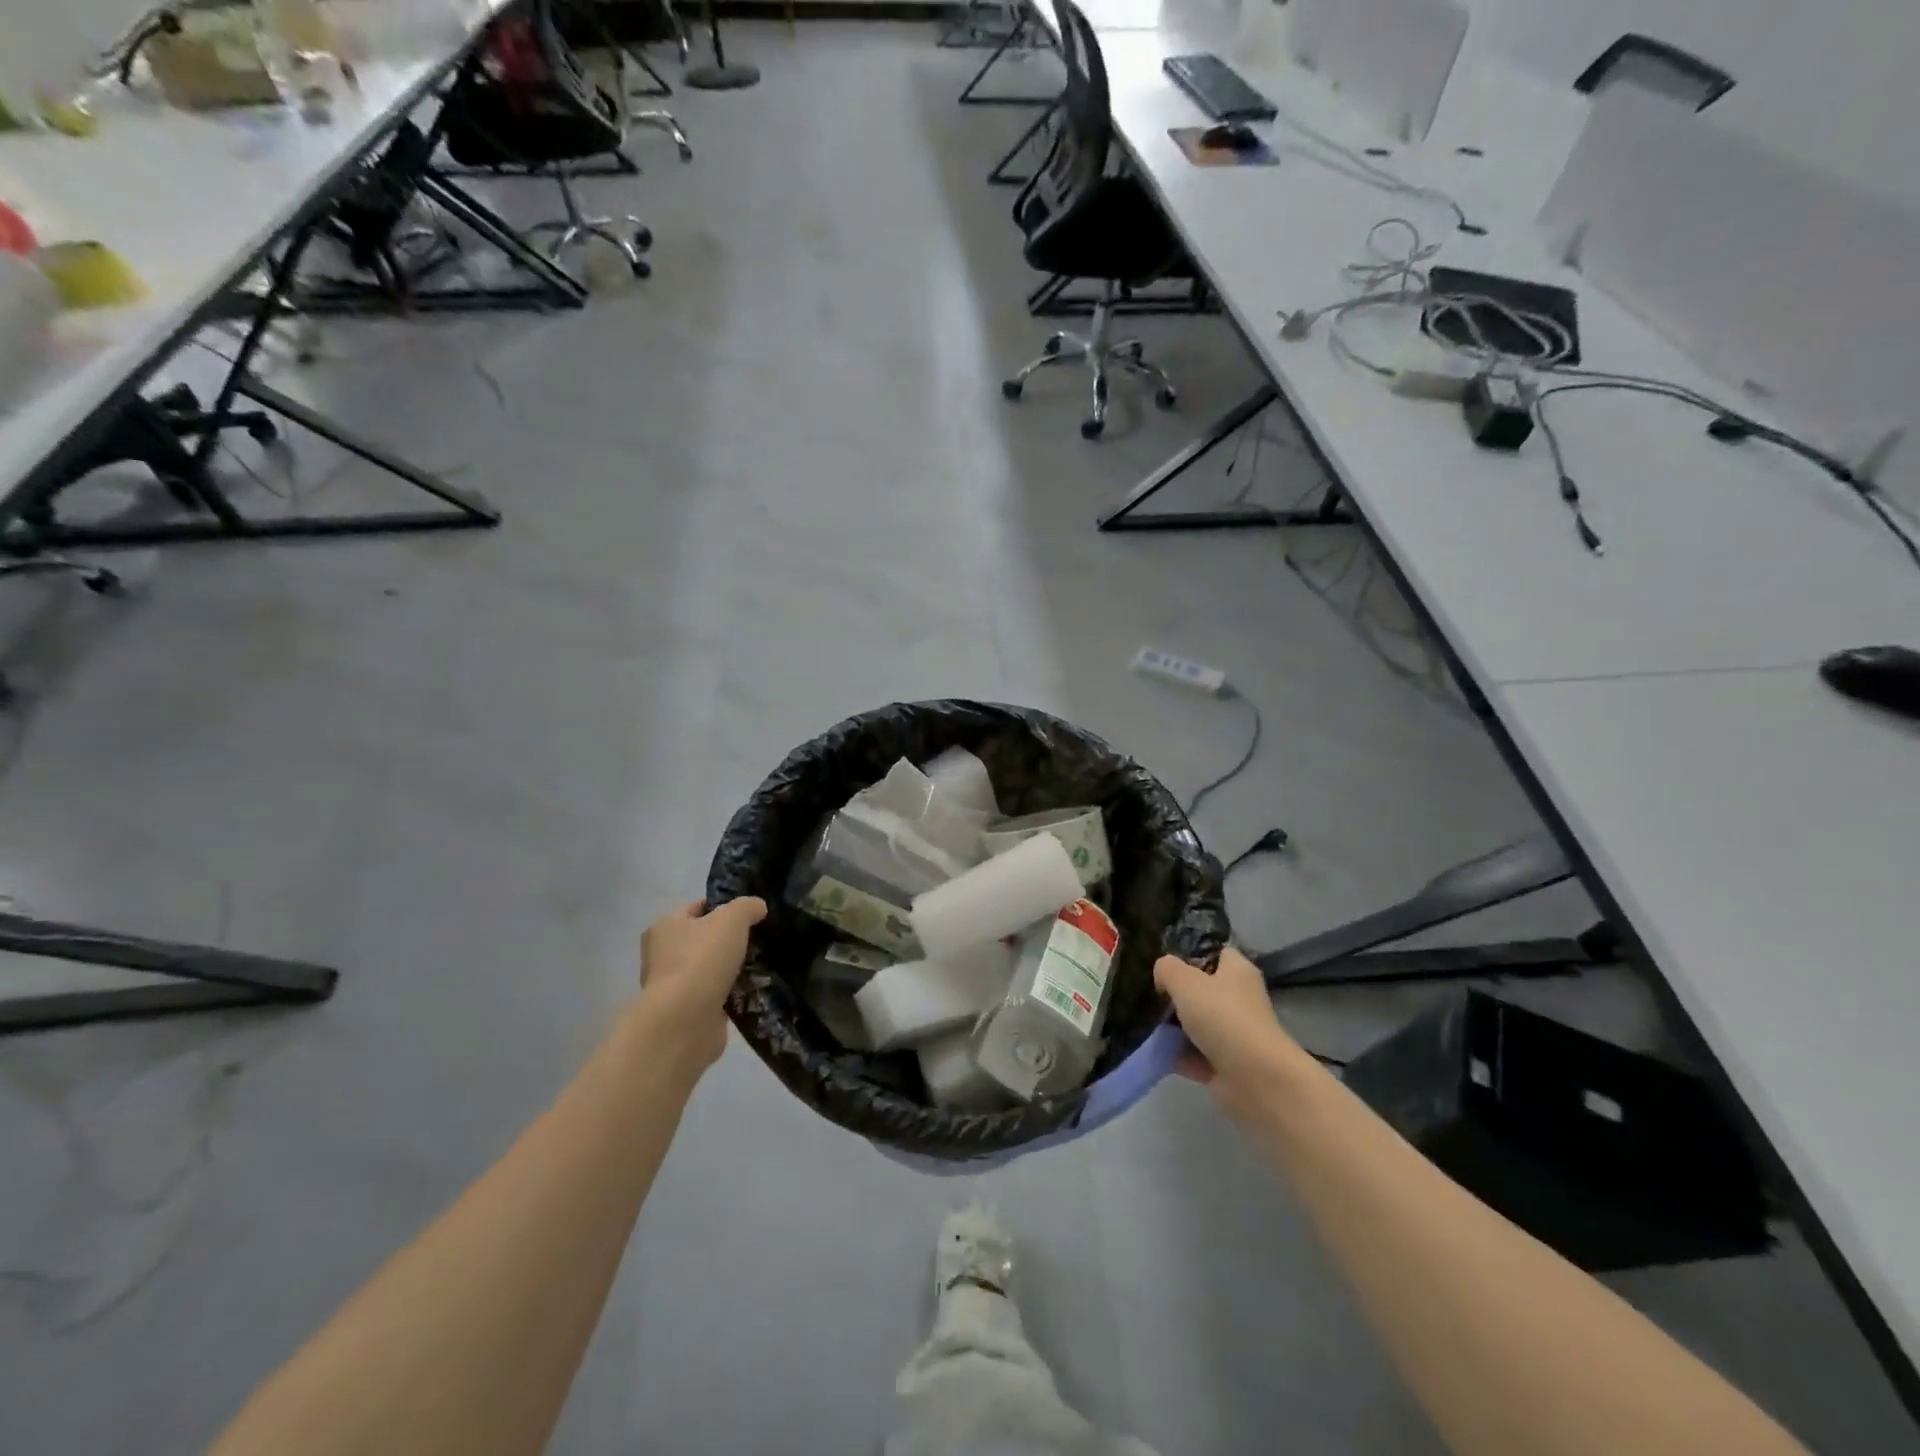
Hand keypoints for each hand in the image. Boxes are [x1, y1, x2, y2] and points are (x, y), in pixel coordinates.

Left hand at [638, 898, 766, 1074]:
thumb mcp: (732, 918)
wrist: (685, 1021)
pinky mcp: (687, 1012)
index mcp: (665, 926)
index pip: (698, 908)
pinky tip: (754, 991)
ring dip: (732, 969)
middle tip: (760, 940)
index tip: (752, 915)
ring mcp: (674, 986)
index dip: (725, 907)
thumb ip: (747, 907)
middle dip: (730, 941)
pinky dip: (732, 994)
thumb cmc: (702, 959)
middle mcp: (663, 954)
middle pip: (704, 939)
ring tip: (763, 966)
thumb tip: (757, 908)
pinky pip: (716, 995)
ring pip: (711, 969)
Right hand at [1155, 946, 1305, 1118]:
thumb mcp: (1184, 980)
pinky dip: (1177, 1054)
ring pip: (1197, 1024)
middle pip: (1202, 990)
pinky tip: (1153, 1049)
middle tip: (1150, 995)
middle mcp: (1239, 999)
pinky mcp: (1226, 1064)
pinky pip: (1194, 1054)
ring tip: (1144, 1022)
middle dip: (1176, 994)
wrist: (1254, 1079)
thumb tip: (1162, 975)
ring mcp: (1234, 1034)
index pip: (1216, 952)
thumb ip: (1167, 969)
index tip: (1165, 963)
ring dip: (1173, 1027)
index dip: (1191, 954)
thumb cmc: (1222, 1017)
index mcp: (1238, 971)